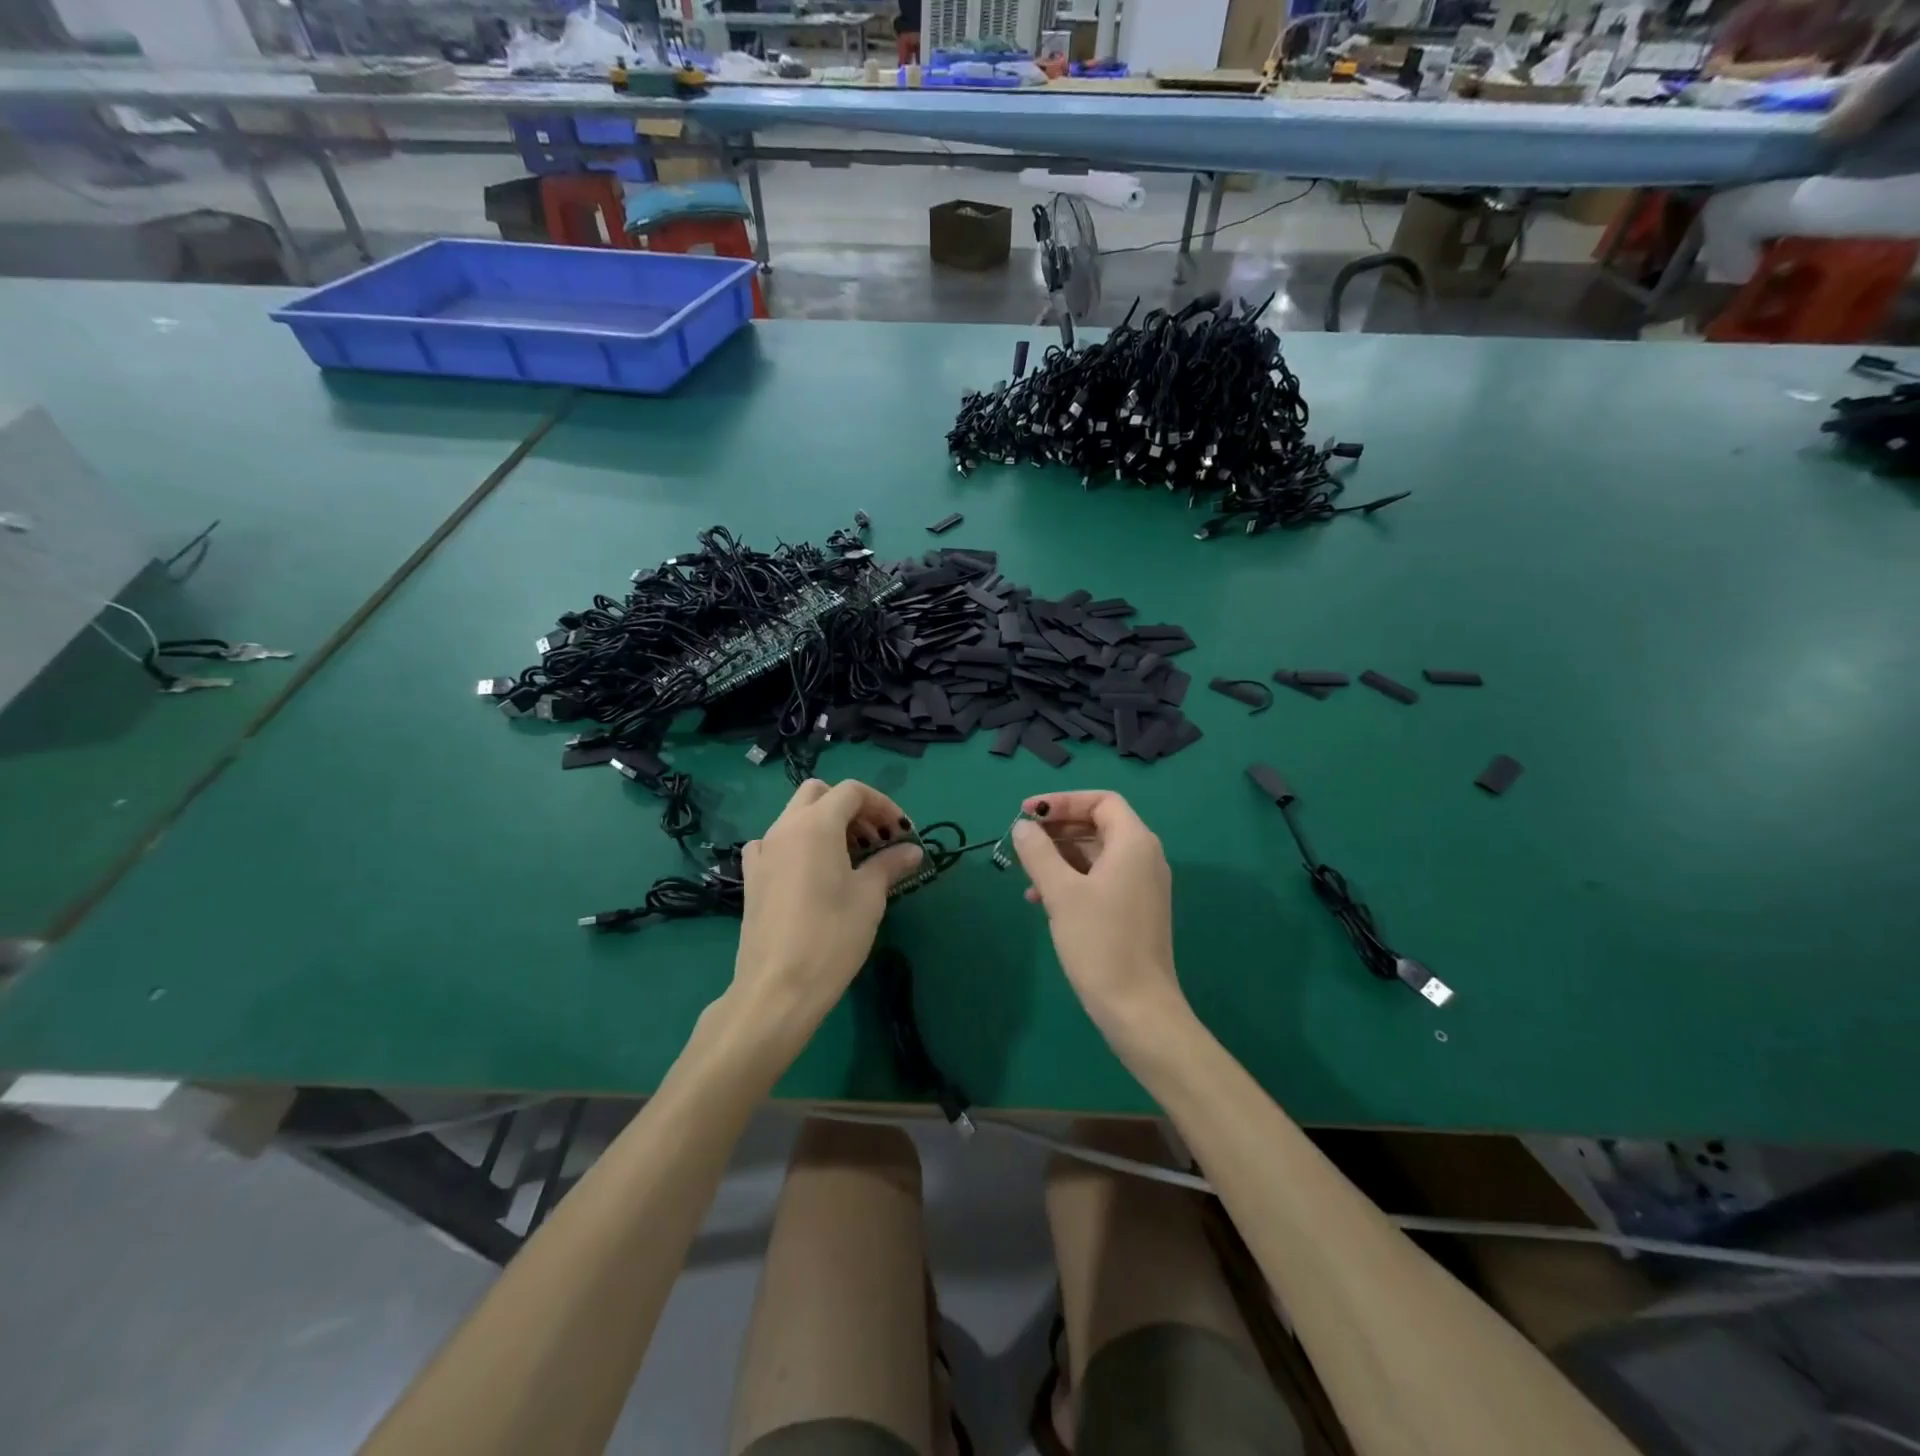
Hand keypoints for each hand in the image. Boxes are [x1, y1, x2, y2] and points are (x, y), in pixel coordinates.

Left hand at [731, 778, 923, 1032]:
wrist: (778, 988)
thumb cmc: (831, 936)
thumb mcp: (870, 896)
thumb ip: (890, 864)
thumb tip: (911, 850)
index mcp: (816, 824)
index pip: (852, 791)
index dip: (883, 805)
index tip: (902, 834)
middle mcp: (784, 827)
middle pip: (820, 794)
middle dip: (852, 808)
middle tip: (876, 840)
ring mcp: (763, 851)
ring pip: (796, 816)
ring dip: (827, 824)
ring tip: (852, 859)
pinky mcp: (752, 877)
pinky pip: (776, 843)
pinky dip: (799, 844)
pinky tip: (812, 873)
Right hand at [1011, 790, 1186, 1043]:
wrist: (1138, 1008)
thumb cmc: (1100, 942)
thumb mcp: (1061, 892)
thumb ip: (1038, 852)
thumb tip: (1023, 827)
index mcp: (1134, 843)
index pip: (1101, 801)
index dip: (1063, 801)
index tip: (1027, 813)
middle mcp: (1144, 857)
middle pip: (1098, 824)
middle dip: (1057, 828)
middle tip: (1022, 840)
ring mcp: (1142, 885)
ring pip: (1096, 854)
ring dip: (1060, 856)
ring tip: (1025, 873)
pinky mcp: (1134, 910)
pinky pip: (1100, 879)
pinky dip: (1071, 879)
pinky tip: (1041, 899)